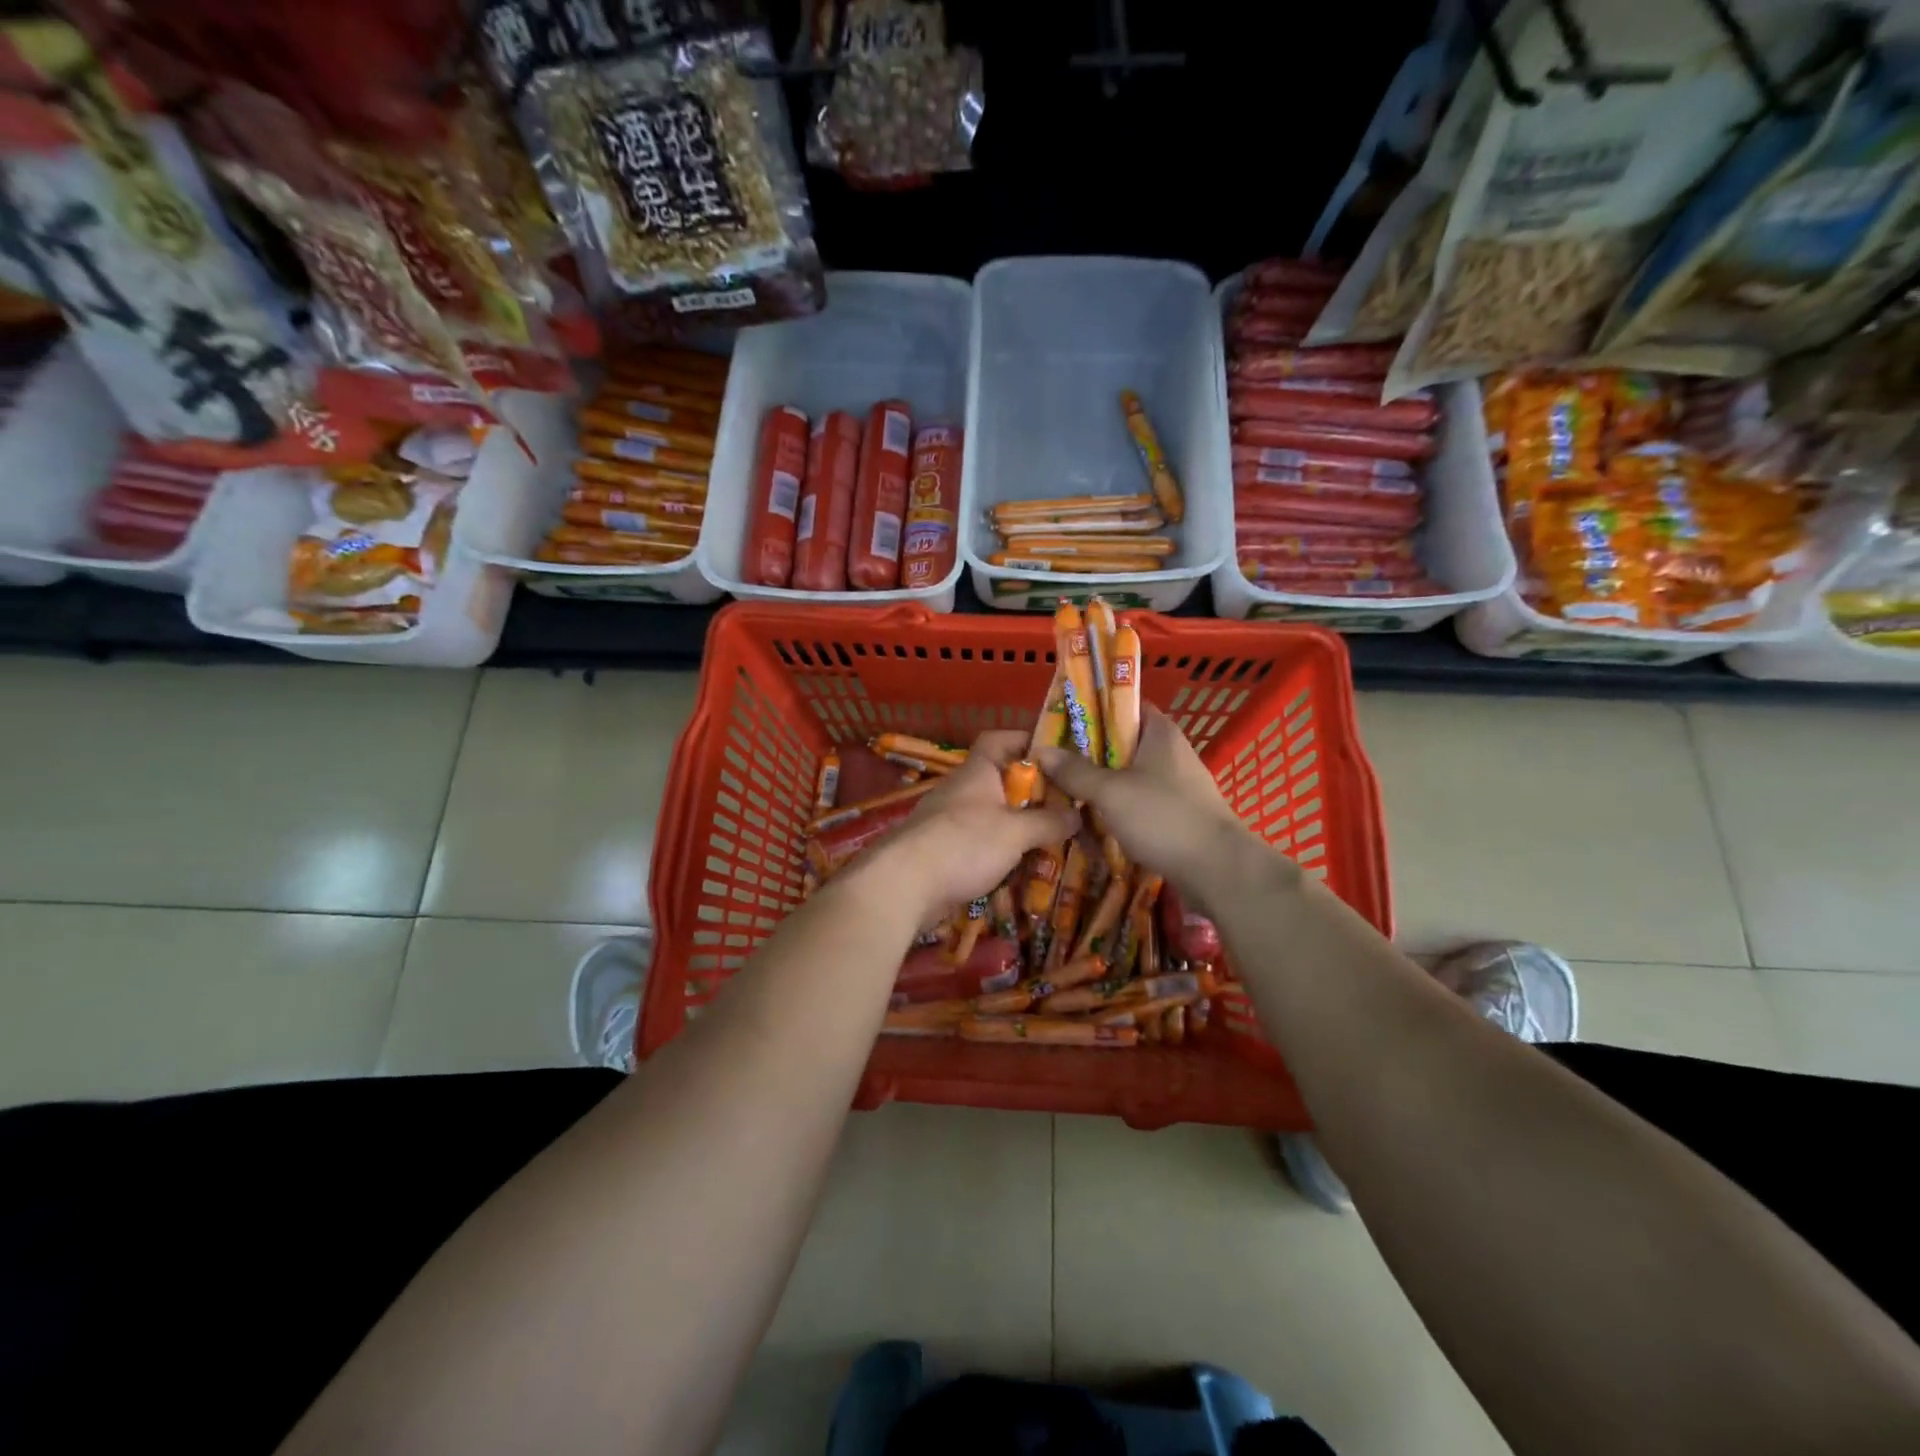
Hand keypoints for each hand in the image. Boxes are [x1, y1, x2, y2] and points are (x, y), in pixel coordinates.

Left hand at [863, 730, 1079, 921]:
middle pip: (998, 780)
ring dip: (1016, 826)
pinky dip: (998, 852)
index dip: (1024, 740)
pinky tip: (1019, 868)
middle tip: (1064, 807)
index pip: (998, 740)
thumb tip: (1076, 815)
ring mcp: (947, 822)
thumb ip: (1048, 822)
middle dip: (1030, 793)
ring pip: (989, 815)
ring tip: (1049, 840)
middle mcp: (960, 791)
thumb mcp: (1016, 832)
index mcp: (976, 772)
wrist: (904, 884)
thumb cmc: (963, 843)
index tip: (1054, 754)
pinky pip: (977, 844)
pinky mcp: (941, 852)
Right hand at [1036, 706, 1257, 899]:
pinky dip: (1119, 810)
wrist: (1218, 869)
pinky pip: (1140, 804)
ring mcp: (1178, 785)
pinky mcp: (1179, 814)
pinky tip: (1094, 825)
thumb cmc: (1163, 817)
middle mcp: (1171, 752)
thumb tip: (1041, 751)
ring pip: (1129, 777)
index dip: (1091, 712)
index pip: (1123, 706)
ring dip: (1101, 787)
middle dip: (1088, 755)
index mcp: (1160, 732)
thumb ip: (1075, 771)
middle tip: (1053, 765)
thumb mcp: (1110, 792)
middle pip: (1122, 744)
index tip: (1061, 725)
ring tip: (1066, 796)